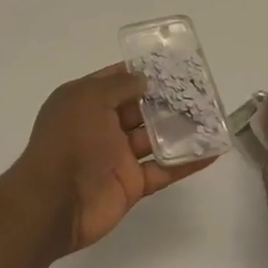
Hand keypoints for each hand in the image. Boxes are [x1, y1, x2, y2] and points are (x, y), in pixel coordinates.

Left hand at [13, 63, 218, 254]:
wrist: (54, 203)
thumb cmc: (68, 142)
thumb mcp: (88, 99)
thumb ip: (118, 86)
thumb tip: (143, 78)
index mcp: (85, 101)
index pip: (117, 80)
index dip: (142, 72)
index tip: (173, 64)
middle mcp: (101, 125)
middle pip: (140, 108)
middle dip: (167, 99)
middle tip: (201, 90)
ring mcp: (117, 156)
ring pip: (155, 138)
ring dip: (181, 129)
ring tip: (213, 117)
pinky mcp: (132, 183)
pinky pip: (164, 169)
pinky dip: (187, 162)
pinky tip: (213, 151)